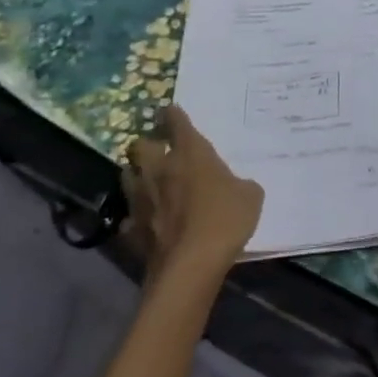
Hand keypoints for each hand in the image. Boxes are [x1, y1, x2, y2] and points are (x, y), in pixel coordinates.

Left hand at [123, 106, 263, 287]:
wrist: (191, 265)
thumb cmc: (226, 219)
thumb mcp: (250, 195)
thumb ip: (240, 183)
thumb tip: (234, 186)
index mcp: (190, 154)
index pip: (176, 122)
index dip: (173, 115)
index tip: (171, 111)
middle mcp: (159, 169)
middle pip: (140, 146)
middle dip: (148, 145)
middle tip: (160, 152)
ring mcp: (140, 199)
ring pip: (127, 176)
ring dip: (138, 176)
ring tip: (150, 183)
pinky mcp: (131, 228)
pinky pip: (130, 215)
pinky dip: (137, 216)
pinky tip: (148, 222)